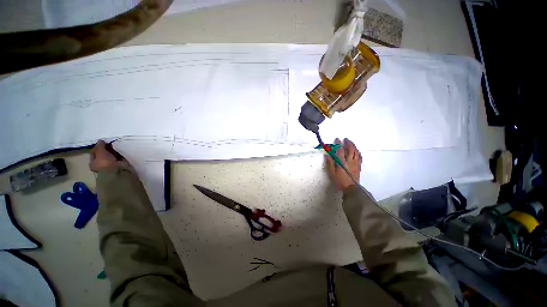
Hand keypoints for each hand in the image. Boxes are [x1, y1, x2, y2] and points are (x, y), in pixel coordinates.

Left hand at [89, 140, 124, 172]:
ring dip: (113, 151)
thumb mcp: (100, 152)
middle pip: (102, 154)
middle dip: (106, 149)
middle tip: (110, 144)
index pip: (94, 152)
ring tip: (116, 147)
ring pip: (110, 155)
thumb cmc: (105, 162)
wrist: (117, 171)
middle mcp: (100, 164)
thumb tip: (101, 140)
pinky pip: (117, 157)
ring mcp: (109, 165)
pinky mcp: (117, 164)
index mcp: (92, 163)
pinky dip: (118, 154)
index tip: (103, 142)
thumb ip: (100, 145)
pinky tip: (120, 151)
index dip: (98, 147)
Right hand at [326, 138, 361, 190]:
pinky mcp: (359, 166)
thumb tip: (327, 155)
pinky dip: (358, 152)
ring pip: (356, 152)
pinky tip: (356, 151)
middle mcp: (350, 161)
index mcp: (342, 162)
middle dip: (348, 143)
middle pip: (350, 149)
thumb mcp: (332, 173)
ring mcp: (355, 163)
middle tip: (346, 139)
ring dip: (354, 146)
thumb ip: (330, 163)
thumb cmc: (340, 181)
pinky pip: (359, 157)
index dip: (338, 144)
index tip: (337, 139)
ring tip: (351, 143)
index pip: (340, 150)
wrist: (351, 188)